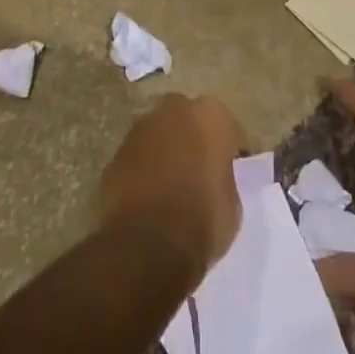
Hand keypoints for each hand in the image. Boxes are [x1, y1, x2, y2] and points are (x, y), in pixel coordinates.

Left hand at [97, 94, 245, 279]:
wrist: (145, 244)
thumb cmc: (201, 221)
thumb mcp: (232, 205)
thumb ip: (223, 178)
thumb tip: (214, 178)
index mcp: (211, 116)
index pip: (229, 129)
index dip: (234, 151)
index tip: (236, 170)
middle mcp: (175, 110)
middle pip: (190, 119)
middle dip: (196, 139)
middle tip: (202, 170)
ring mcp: (142, 127)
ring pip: (162, 133)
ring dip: (168, 149)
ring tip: (174, 182)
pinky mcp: (118, 149)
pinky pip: (140, 154)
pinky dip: (146, 166)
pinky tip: (151, 193)